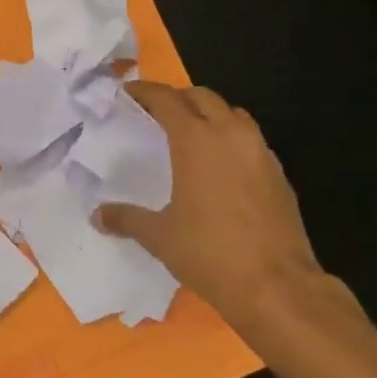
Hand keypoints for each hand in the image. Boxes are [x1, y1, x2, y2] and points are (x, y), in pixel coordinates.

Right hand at [95, 82, 327, 325]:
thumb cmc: (210, 253)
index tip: (128, 91)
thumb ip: (127, 219)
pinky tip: (221, 165)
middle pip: (202, 97)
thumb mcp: (159, 236)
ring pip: (232, 114)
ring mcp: (260, 152)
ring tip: (191, 132)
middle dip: (177, 97)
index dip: (145, 91)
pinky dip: (231, 138)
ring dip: (209, 113)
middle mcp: (230, 135)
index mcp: (196, 140)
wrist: (277, 286)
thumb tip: (97, 215)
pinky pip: (251, 139)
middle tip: (157, 111)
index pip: (166, 99)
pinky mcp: (279, 174)